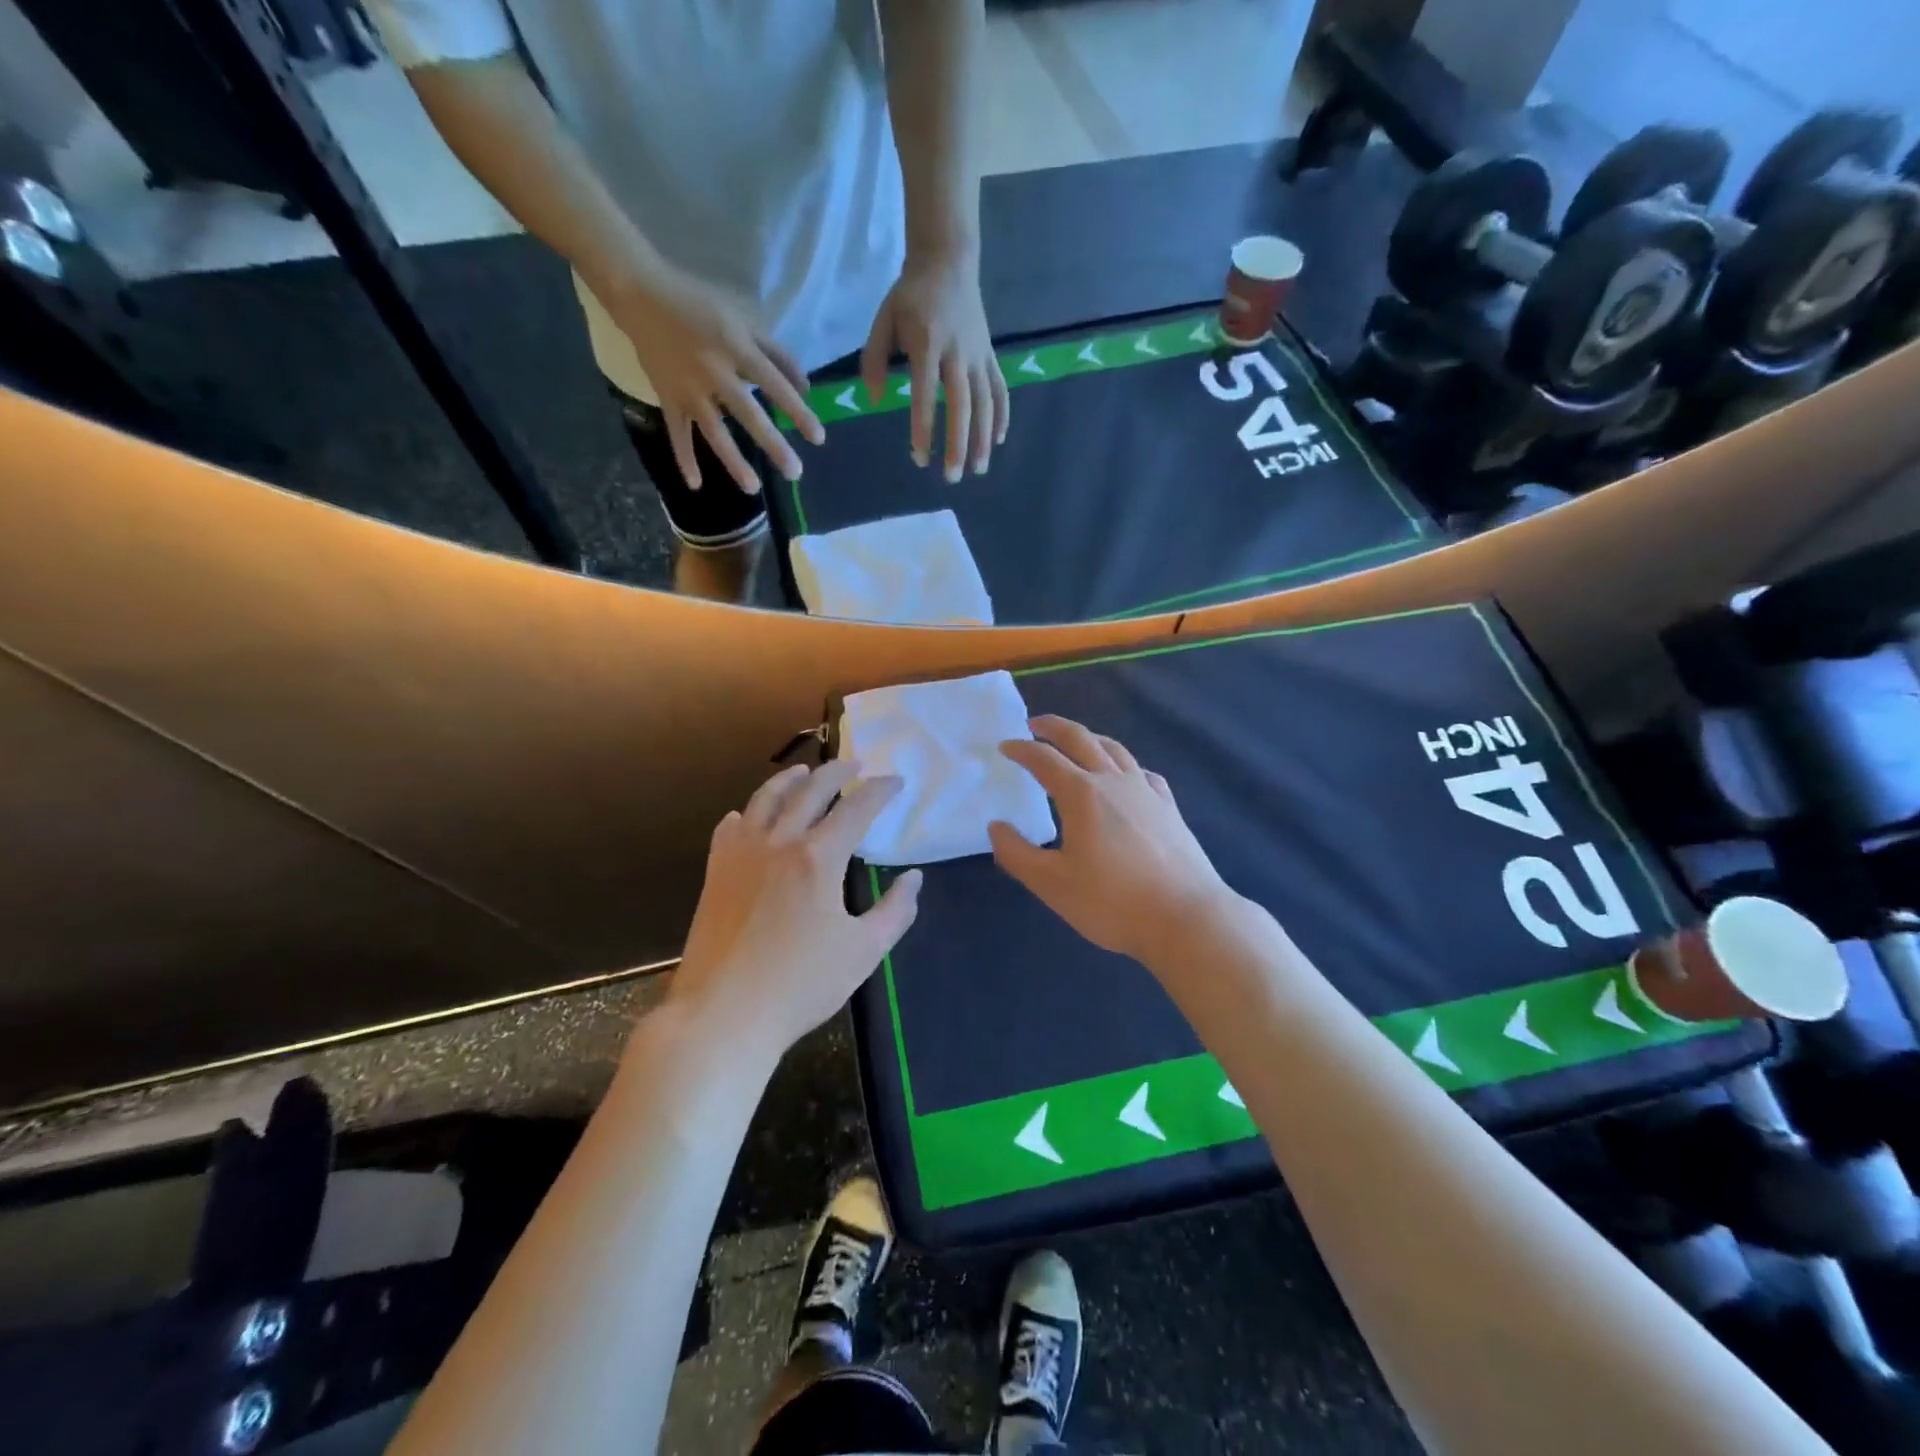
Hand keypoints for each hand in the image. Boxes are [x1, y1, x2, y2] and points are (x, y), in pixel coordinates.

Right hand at [610, 263, 824, 491]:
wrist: (639, 294)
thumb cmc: (699, 306)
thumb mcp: (742, 319)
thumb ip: (776, 354)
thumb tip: (806, 388)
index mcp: (736, 348)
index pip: (774, 385)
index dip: (797, 411)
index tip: (818, 438)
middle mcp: (714, 372)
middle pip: (748, 414)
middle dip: (773, 444)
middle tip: (794, 472)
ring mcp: (688, 389)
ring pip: (714, 431)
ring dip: (734, 461)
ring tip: (753, 488)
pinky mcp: (667, 398)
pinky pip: (677, 433)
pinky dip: (684, 458)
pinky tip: (695, 485)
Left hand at [668, 761, 921, 1058]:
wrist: (723, 1014)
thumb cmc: (800, 984)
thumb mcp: (863, 951)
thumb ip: (895, 911)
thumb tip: (914, 878)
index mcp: (818, 858)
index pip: (856, 809)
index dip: (880, 791)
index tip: (895, 781)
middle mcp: (779, 842)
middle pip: (810, 791)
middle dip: (837, 772)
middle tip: (855, 765)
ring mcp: (741, 855)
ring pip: (766, 800)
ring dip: (790, 780)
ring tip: (804, 772)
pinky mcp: (716, 873)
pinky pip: (730, 828)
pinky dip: (747, 814)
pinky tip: (749, 816)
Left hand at [861, 248, 1008, 481]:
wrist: (949, 261)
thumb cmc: (911, 295)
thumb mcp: (883, 319)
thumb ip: (874, 359)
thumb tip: (873, 399)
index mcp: (927, 343)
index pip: (926, 393)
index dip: (924, 428)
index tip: (920, 458)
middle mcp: (957, 352)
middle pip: (962, 405)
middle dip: (959, 444)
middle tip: (952, 477)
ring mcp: (979, 355)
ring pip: (985, 403)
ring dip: (983, 439)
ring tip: (978, 469)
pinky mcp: (991, 356)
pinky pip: (1000, 390)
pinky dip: (1001, 416)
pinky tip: (997, 441)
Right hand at [989, 716, 1232, 965]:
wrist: (1186, 918)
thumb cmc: (1112, 902)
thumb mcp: (1052, 884)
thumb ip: (1017, 854)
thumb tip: (996, 827)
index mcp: (1081, 794)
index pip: (1044, 759)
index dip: (1021, 750)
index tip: (1005, 747)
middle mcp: (1113, 781)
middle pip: (1081, 739)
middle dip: (1054, 727)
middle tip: (1035, 723)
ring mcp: (1146, 792)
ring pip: (1115, 749)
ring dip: (1090, 738)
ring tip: (1077, 740)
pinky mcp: (1169, 808)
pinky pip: (1143, 773)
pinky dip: (1125, 764)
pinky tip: (1126, 776)